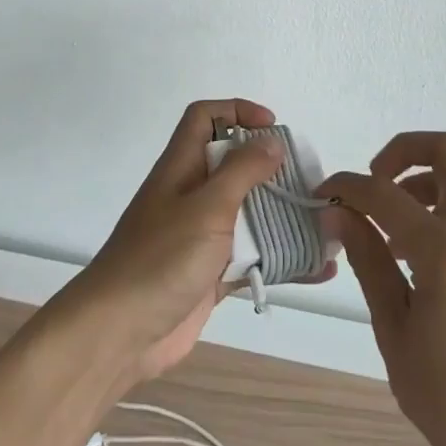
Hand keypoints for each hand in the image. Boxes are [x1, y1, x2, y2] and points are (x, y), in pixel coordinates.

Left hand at [58, 100, 329, 385]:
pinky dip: (283, 261)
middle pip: (235, 165)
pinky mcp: (211, 274)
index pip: (205, 118)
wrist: (119, 334)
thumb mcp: (206, 207)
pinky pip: (253, 258)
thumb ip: (241, 171)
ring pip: (248, 214)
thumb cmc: (161, 258)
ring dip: (284, 217)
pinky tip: (319, 269)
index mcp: (182, 167)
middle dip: (272, 169)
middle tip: (309, 181)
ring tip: (325, 223)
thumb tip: (271, 140)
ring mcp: (201, 236)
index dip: (237, 111)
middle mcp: (191, 195)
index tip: (273, 127)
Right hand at [323, 133, 445, 445]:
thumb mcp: (396, 333)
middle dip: (402, 151)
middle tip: (373, 185)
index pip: (384, 192)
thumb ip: (369, 262)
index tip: (323, 196)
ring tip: (392, 236)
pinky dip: (444, 215)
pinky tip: (422, 265)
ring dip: (423, 185)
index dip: (347, 186)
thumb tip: (339, 215)